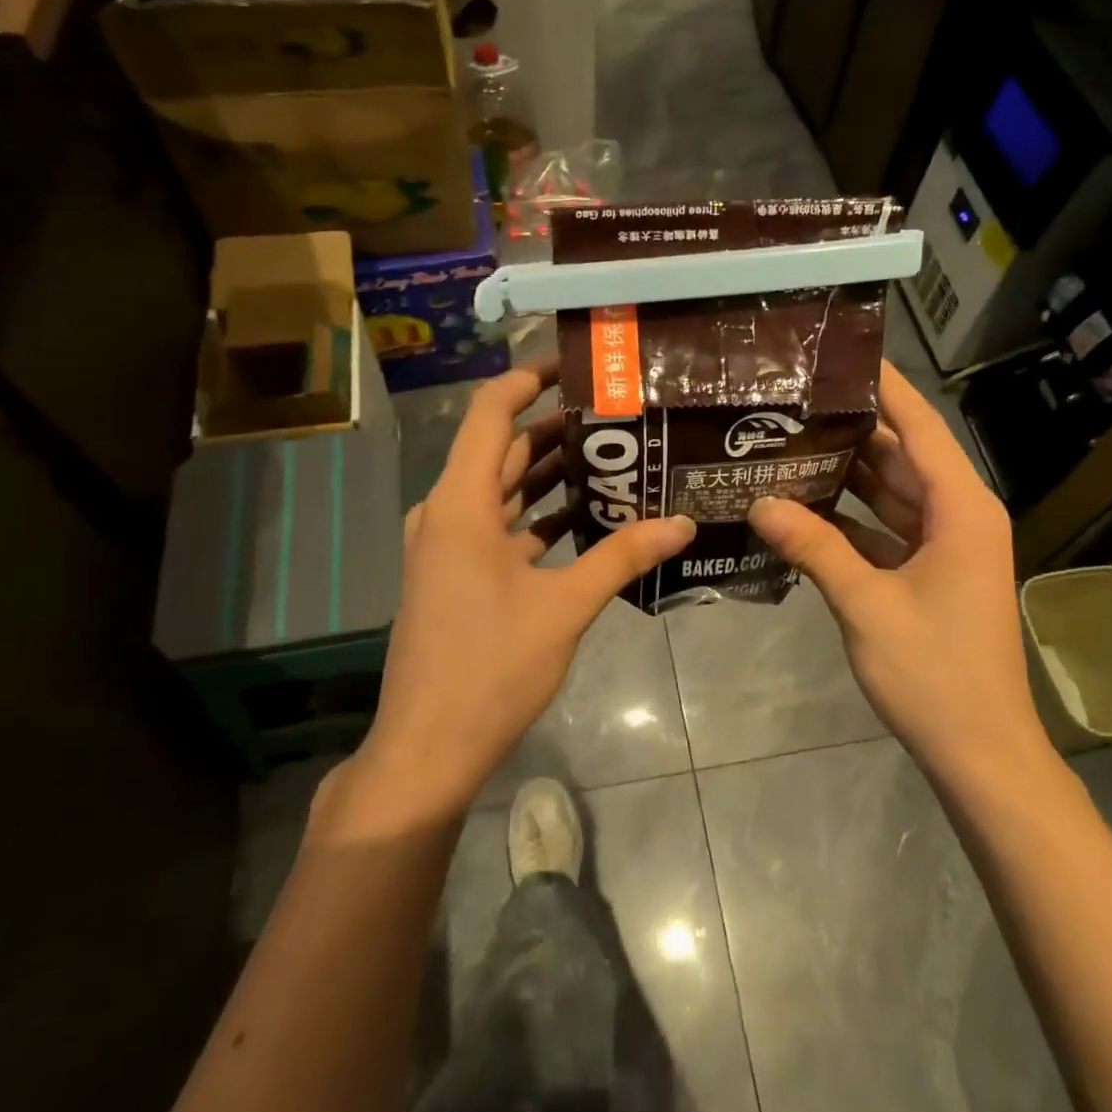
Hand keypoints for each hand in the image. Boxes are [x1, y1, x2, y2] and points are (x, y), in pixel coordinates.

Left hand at [342, 363, 695, 820]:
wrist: (429, 746)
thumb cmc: (491, 666)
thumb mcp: (565, 607)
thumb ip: (622, 556)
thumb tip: (682, 523)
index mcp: (461, 503)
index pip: (491, 413)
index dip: (528, 380)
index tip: (575, 366)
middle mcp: (447, 512)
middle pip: (503, 450)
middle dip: (555, 428)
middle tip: (617, 415)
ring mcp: (448, 546)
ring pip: (502, 490)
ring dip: (549, 474)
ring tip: (611, 457)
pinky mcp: (456, 575)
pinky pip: (500, 526)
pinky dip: (537, 515)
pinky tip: (585, 517)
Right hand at [747, 361, 1052, 784]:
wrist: (979, 752)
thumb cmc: (934, 672)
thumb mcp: (866, 604)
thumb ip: (814, 547)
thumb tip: (759, 502)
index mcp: (960, 510)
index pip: (922, 428)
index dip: (887, 388)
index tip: (844, 355)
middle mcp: (958, 516)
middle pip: (902, 456)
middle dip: (853, 427)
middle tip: (794, 400)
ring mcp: (944, 547)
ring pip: (890, 493)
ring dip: (846, 472)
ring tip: (788, 441)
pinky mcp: (929, 574)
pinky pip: (884, 529)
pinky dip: (849, 518)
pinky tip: (801, 506)